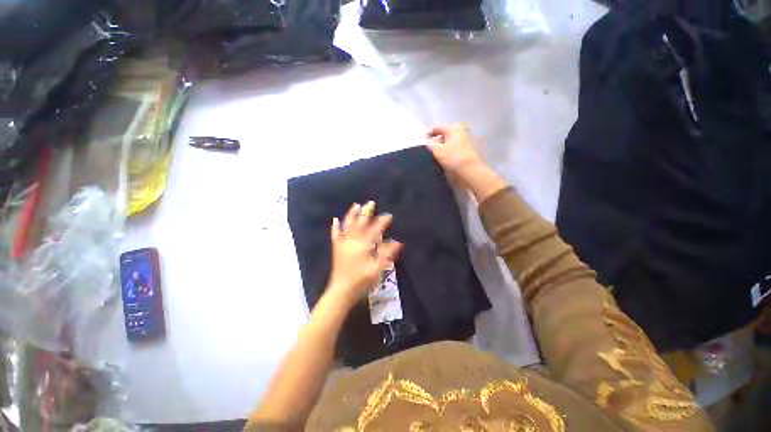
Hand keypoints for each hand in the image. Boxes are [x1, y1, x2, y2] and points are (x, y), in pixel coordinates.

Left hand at [326, 201, 402, 304]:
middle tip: (371, 203)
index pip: (375, 229)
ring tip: (356, 205)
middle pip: (361, 223)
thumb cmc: (362, 280)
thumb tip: (398, 242)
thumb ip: (387, 254)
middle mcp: (353, 240)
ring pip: (348, 225)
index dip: (382, 222)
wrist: (341, 291)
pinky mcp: (337, 248)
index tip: (389, 215)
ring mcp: (343, 243)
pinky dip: (335, 227)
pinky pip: (335, 235)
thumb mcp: (378, 269)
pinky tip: (335, 220)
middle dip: (367, 212)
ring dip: (352, 215)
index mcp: (364, 245)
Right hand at [426, 124, 484, 178]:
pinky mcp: (460, 154)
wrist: (468, 172)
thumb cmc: (453, 157)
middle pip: (441, 136)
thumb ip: (429, 144)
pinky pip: (448, 151)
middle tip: (423, 148)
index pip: (437, 127)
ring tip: (428, 155)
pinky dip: (442, 154)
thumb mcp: (438, 149)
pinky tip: (436, 159)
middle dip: (432, 141)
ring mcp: (460, 144)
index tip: (419, 139)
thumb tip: (426, 142)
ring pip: (444, 144)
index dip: (428, 132)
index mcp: (454, 129)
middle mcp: (458, 134)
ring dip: (437, 149)